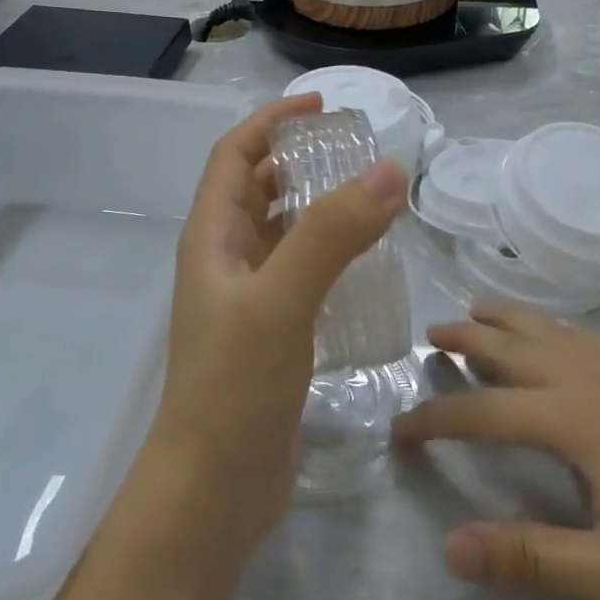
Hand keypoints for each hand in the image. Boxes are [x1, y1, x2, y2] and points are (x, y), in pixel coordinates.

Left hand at [152, 96, 405, 548]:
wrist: (212, 492)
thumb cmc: (233, 388)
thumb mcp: (281, 301)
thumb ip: (331, 234)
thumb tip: (388, 169)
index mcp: (211, 238)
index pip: (234, 157)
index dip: (270, 122)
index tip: (321, 107)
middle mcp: (225, 260)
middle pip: (257, 189)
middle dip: (300, 160)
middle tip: (357, 153)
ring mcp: (248, 300)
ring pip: (281, 231)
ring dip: (317, 206)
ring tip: (370, 198)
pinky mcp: (272, 334)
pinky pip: (301, 273)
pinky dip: (329, 254)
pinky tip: (366, 263)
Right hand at [393, 301, 599, 599]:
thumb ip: (530, 558)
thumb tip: (449, 548)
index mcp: (575, 421)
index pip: (485, 411)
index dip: (437, 420)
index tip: (399, 429)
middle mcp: (594, 383)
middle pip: (516, 347)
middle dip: (469, 337)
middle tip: (430, 333)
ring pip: (555, 331)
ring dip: (511, 318)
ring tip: (480, 306)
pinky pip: (596, 338)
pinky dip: (565, 327)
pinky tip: (569, 336)